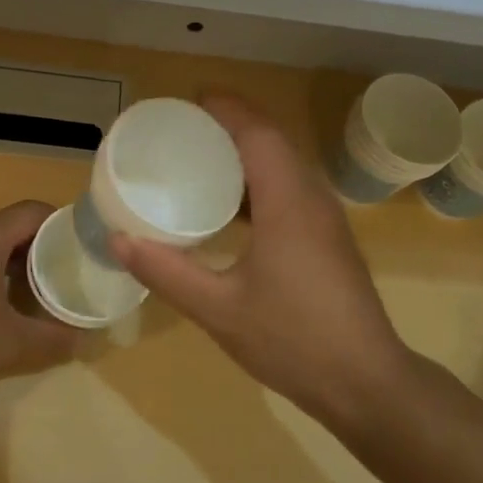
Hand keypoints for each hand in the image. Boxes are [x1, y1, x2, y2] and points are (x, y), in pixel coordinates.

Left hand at [0, 201, 76, 396]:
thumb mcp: (11, 343)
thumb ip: (53, 339)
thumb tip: (83, 339)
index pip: (32, 211)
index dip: (59, 224)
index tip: (76, 248)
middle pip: (7, 226)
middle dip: (35, 247)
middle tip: (56, 274)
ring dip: (5, 260)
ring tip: (24, 291)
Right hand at [108, 94, 409, 416]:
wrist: (365, 382)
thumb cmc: (293, 340)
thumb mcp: (218, 309)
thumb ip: (165, 272)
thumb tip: (117, 240)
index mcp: (288, 203)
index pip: (258, 134)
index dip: (226, 109)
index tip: (189, 100)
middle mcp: (312, 199)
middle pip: (272, 142)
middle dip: (230, 126)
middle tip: (183, 130)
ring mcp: (326, 219)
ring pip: (284, 166)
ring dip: (246, 154)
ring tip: (199, 159)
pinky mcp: (328, 239)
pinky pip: (290, 190)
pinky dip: (257, 182)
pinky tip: (229, 208)